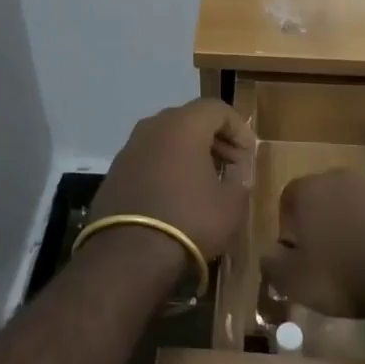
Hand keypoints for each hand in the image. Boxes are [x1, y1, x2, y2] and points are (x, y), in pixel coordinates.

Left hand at [87, 99, 254, 264]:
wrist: (128, 255)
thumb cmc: (189, 220)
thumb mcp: (231, 204)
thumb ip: (239, 179)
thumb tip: (235, 173)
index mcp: (183, 124)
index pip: (217, 108)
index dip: (239, 128)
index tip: (249, 155)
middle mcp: (153, 126)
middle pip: (191, 119)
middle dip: (215, 139)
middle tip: (231, 166)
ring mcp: (129, 147)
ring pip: (167, 138)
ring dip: (189, 153)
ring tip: (205, 181)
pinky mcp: (115, 171)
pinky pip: (149, 157)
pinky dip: (167, 167)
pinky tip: (176, 194)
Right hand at [260, 170, 364, 318]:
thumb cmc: (343, 275)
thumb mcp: (293, 281)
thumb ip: (272, 263)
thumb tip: (270, 253)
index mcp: (309, 190)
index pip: (288, 200)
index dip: (290, 229)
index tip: (299, 257)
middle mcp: (342, 178)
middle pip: (325, 198)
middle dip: (324, 224)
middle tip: (330, 261)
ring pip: (358, 206)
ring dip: (356, 228)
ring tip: (363, 265)